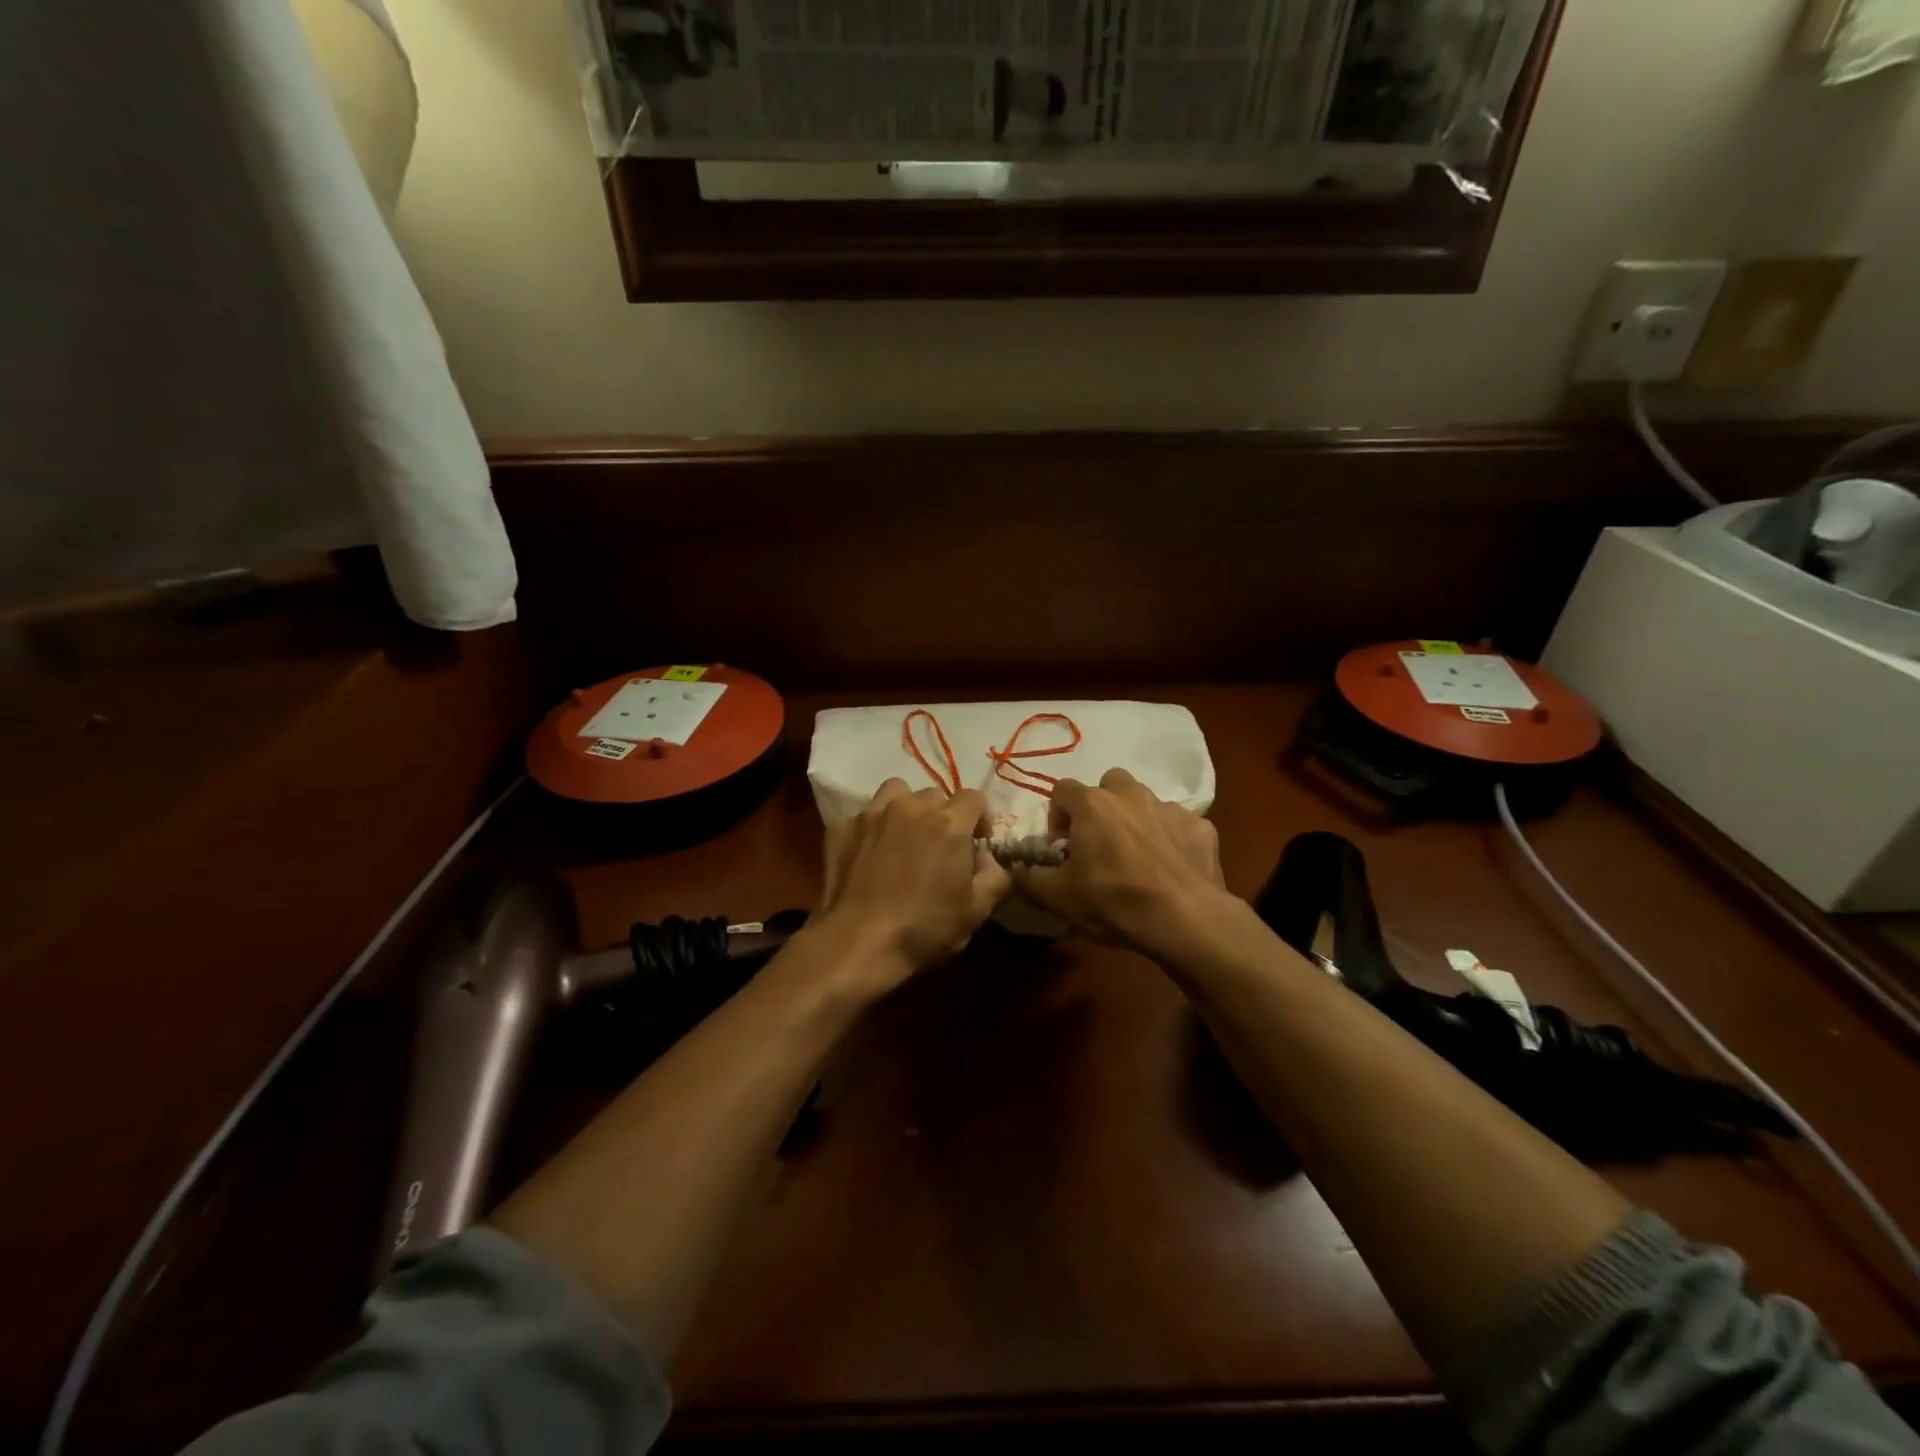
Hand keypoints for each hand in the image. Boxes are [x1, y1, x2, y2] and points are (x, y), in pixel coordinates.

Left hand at [813, 779, 1011, 991]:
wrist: (858, 943)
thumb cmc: (924, 928)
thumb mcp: (977, 911)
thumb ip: (995, 876)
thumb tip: (988, 859)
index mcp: (948, 823)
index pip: (974, 798)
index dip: (980, 819)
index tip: (977, 844)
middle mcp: (911, 807)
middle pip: (935, 796)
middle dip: (942, 817)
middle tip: (939, 849)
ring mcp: (872, 814)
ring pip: (896, 793)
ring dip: (906, 810)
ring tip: (904, 839)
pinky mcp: (842, 828)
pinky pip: (864, 816)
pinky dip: (872, 830)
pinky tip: (870, 855)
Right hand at [1013, 768, 1231, 958]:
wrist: (1185, 919)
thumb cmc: (1114, 901)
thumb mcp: (1058, 897)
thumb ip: (1029, 877)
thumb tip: (1015, 870)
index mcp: (1093, 804)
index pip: (1062, 789)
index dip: (1057, 818)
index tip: (1063, 849)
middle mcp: (1131, 794)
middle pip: (1107, 786)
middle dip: (1100, 809)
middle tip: (1100, 846)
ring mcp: (1170, 808)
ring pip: (1145, 803)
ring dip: (1136, 822)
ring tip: (1137, 859)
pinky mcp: (1201, 827)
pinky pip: (1178, 826)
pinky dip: (1171, 841)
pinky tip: (1170, 870)